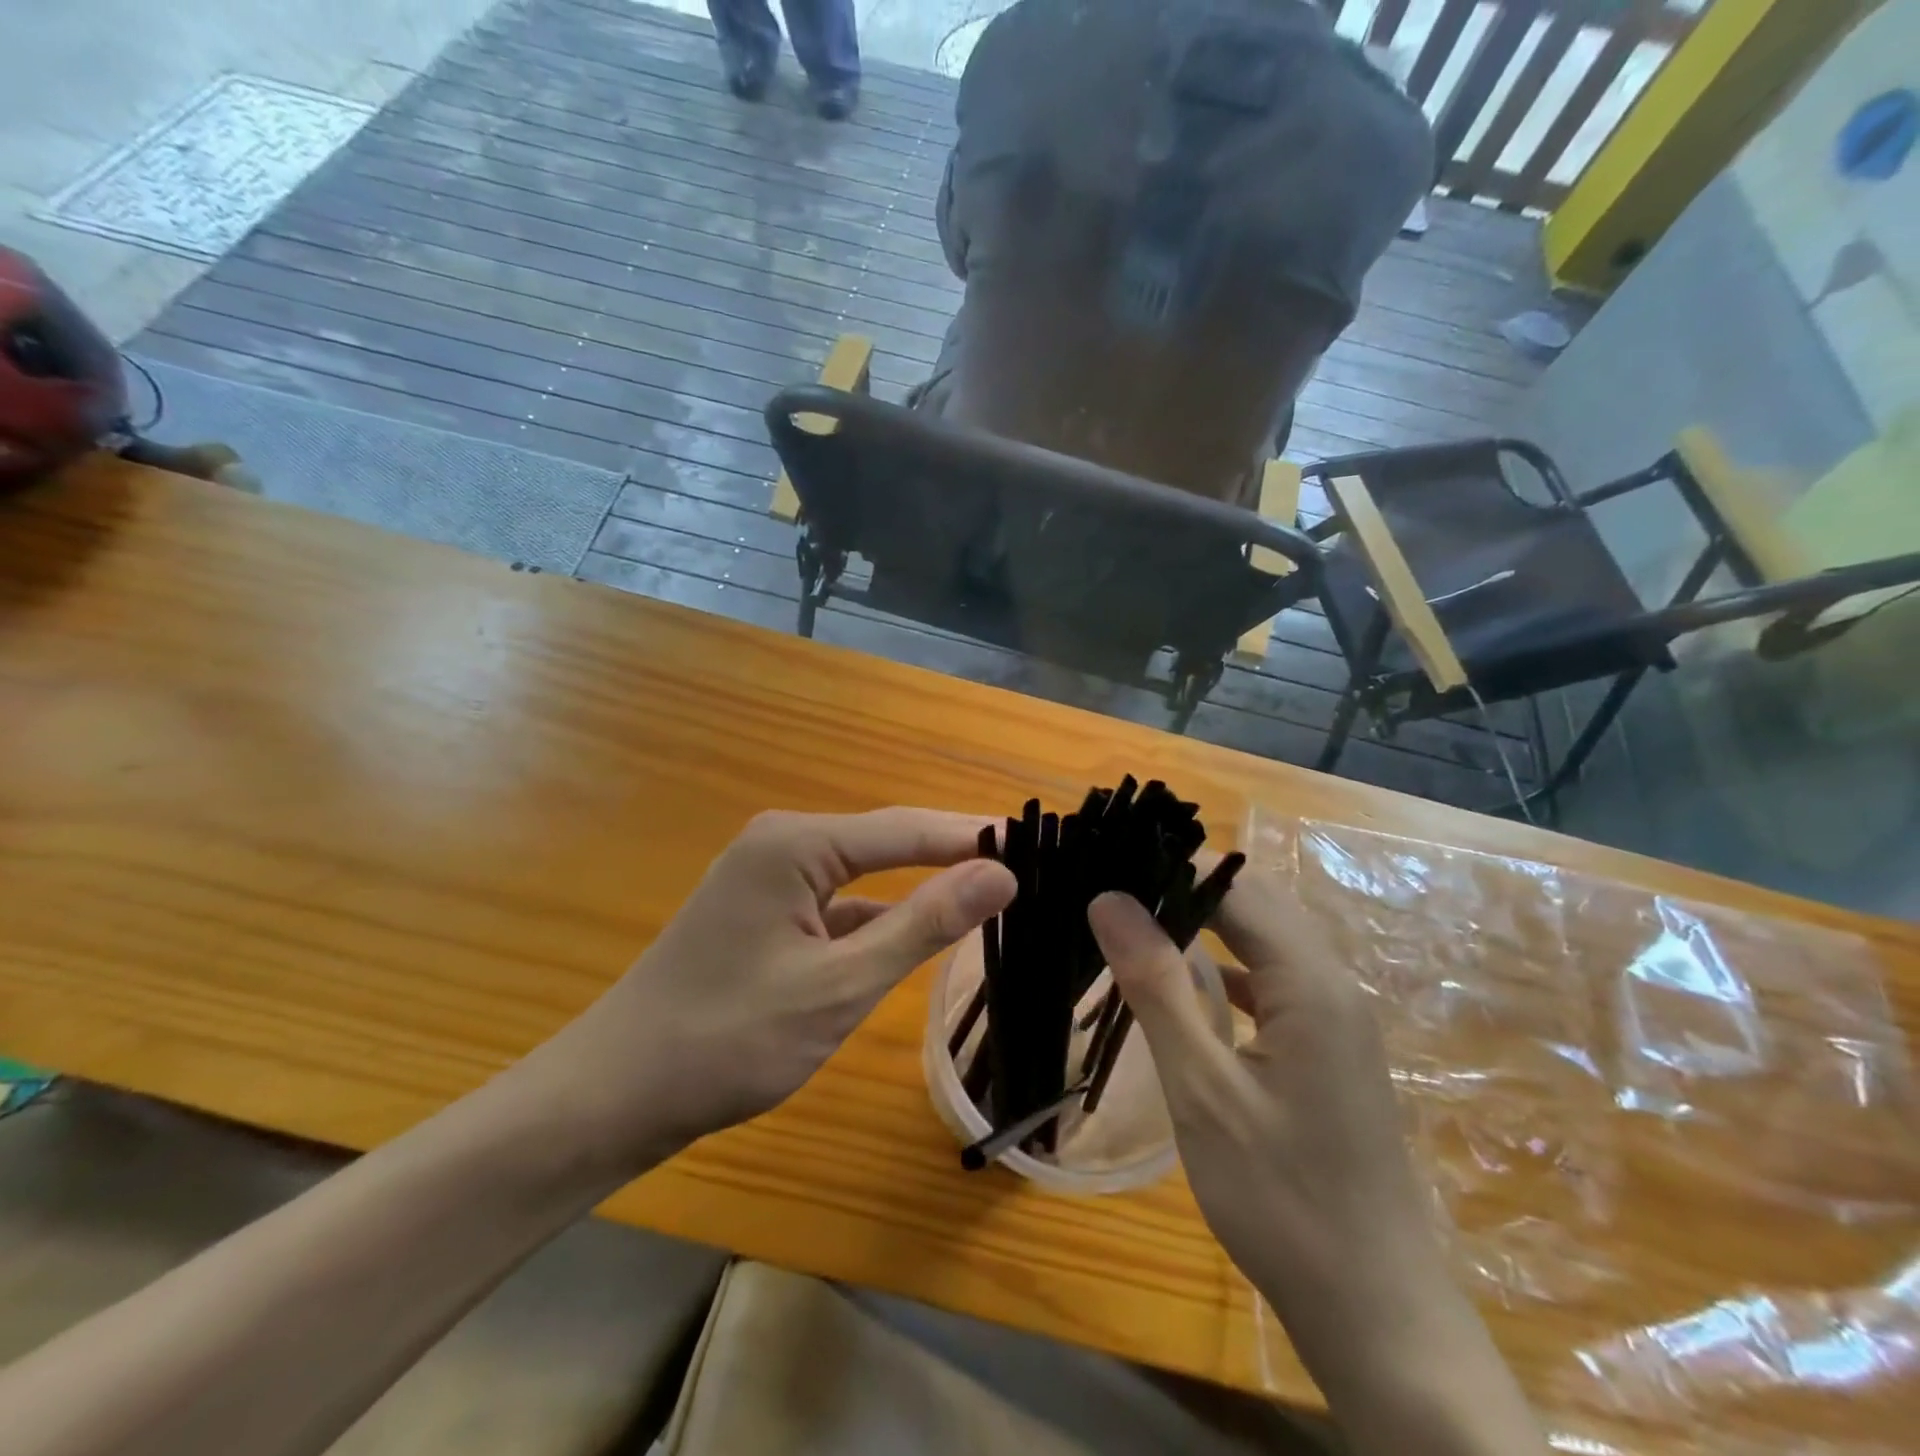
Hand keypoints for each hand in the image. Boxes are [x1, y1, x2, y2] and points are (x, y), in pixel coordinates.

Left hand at [523, 809, 1015, 1173]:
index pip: (907, 828)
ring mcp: (769, 877)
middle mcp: (783, 843)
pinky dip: (879, 917)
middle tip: (1024, 866)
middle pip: (887, 842)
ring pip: (864, 875)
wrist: (614, 1095)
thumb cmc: (728, 1040)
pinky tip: (915, 934)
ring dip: (918, 887)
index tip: (1036, 842)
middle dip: (951, 854)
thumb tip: (1001, 873)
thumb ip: (922, 924)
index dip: (973, 835)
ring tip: (988, 893)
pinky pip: (838, 903)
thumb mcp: (840, 985)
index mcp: (796, 843)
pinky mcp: (765, 912)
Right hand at [1086, 873, 1468, 1395]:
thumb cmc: (1281, 1198)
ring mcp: (1335, 1017)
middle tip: (1111, 891)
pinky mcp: (1326, 1046)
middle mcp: (1332, 983)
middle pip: (1255, 903)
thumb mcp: (1203, 1089)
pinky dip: (1224, 967)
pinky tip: (1182, 984)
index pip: (1235, 886)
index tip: (1108, 864)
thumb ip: (1157, 986)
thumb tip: (1109, 899)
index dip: (1171, 867)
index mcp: (1311, 982)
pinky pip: (1271, 979)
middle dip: (1184, 887)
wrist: (1374, 1311)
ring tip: (1133, 922)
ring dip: (1203, 924)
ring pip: (1263, 939)